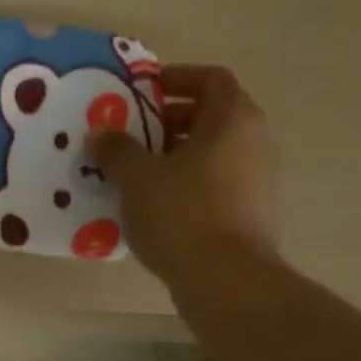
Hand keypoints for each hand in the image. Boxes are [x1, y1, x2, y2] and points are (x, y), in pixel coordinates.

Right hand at [92, 64, 279, 281]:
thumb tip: (102, 134)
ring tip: (137, 172)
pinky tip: (155, 205)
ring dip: (176, 155)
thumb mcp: (137, 178)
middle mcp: (254, 142)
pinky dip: (187, 184)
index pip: (211, 79)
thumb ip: (117, 149)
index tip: (143, 92)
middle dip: (169, 121)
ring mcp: (258, 180)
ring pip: (213, 153)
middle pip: (212, 116)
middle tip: (132, 134)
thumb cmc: (182, 215)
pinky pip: (216, 184)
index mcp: (233, 120)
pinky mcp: (252, 213)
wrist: (227, 281)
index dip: (177, 78)